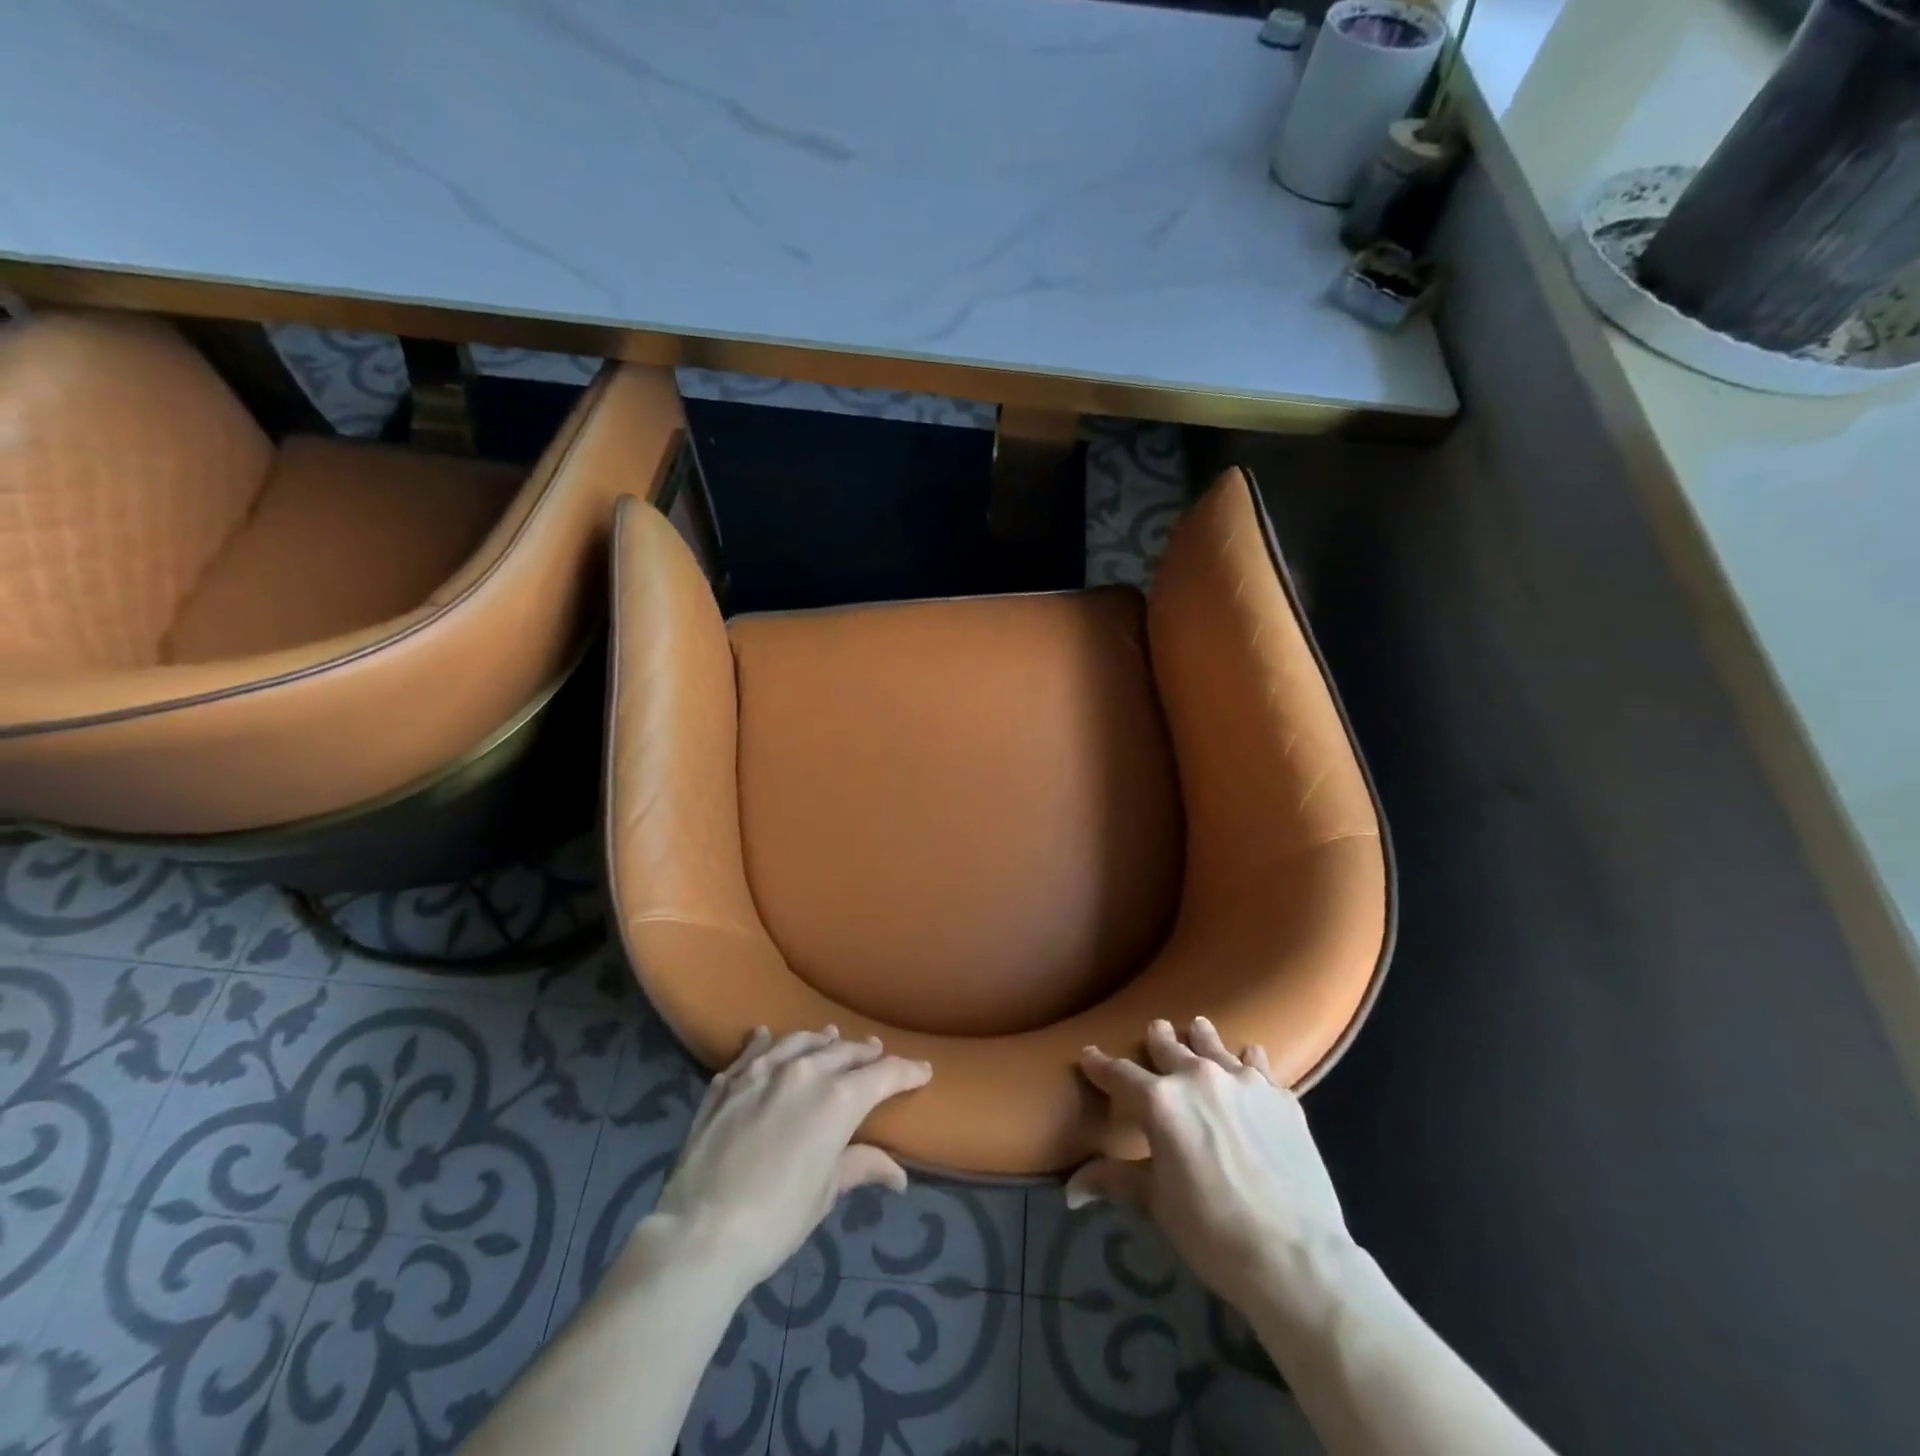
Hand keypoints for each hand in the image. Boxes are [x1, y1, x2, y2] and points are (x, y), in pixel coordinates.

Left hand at [645, 1026, 931, 1292]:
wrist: (700, 1232)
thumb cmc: (776, 1219)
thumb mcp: (825, 1193)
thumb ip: (861, 1166)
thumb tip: (898, 1174)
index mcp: (838, 1098)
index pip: (883, 1075)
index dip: (907, 1072)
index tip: (923, 1070)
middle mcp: (804, 1072)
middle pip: (843, 1052)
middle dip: (864, 1053)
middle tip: (877, 1052)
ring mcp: (761, 1072)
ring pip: (799, 1042)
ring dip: (819, 1040)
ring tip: (830, 1036)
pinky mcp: (727, 1083)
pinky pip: (751, 1052)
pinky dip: (762, 1042)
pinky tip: (764, 1035)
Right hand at [1069, 1017, 1352, 1297]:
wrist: (1296, 1257)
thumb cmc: (1212, 1232)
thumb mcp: (1157, 1203)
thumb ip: (1116, 1180)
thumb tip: (1071, 1190)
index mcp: (1159, 1102)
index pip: (1119, 1074)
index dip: (1100, 1064)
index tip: (1089, 1054)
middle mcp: (1197, 1077)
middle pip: (1169, 1046)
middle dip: (1157, 1038)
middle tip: (1156, 1029)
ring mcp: (1243, 1082)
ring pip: (1213, 1044)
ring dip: (1201, 1037)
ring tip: (1198, 1028)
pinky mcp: (1280, 1096)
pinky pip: (1258, 1064)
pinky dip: (1247, 1059)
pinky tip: (1249, 1058)